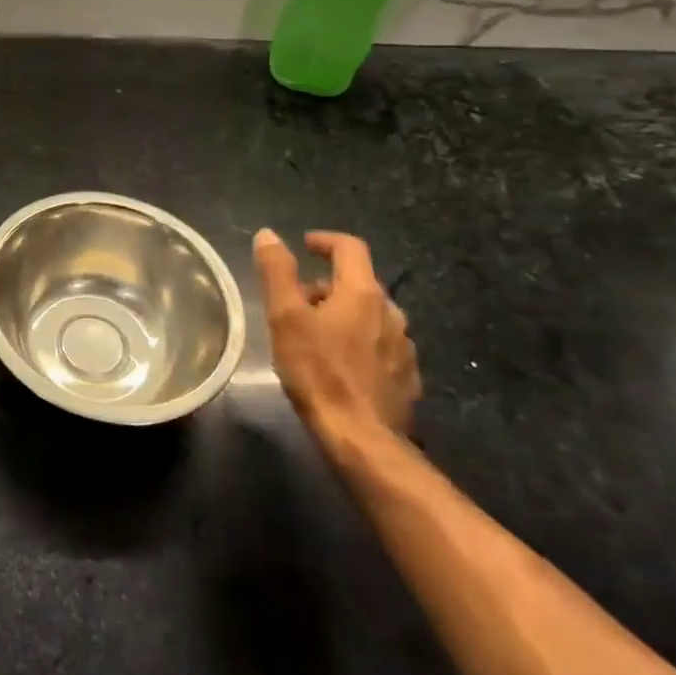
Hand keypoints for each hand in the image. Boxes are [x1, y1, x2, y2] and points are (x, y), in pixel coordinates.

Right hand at [253, 228, 419, 445]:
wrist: (362, 439)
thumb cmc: (318, 372)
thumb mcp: (286, 317)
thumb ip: (278, 272)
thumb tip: (268, 235)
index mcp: (363, 293)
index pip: (350, 248)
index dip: (325, 240)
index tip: (304, 245)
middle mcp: (391, 313)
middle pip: (359, 283)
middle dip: (327, 284)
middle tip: (297, 301)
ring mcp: (404, 347)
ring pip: (370, 315)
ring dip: (344, 314)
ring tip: (315, 335)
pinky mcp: (407, 377)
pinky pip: (381, 345)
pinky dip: (360, 342)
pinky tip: (340, 364)